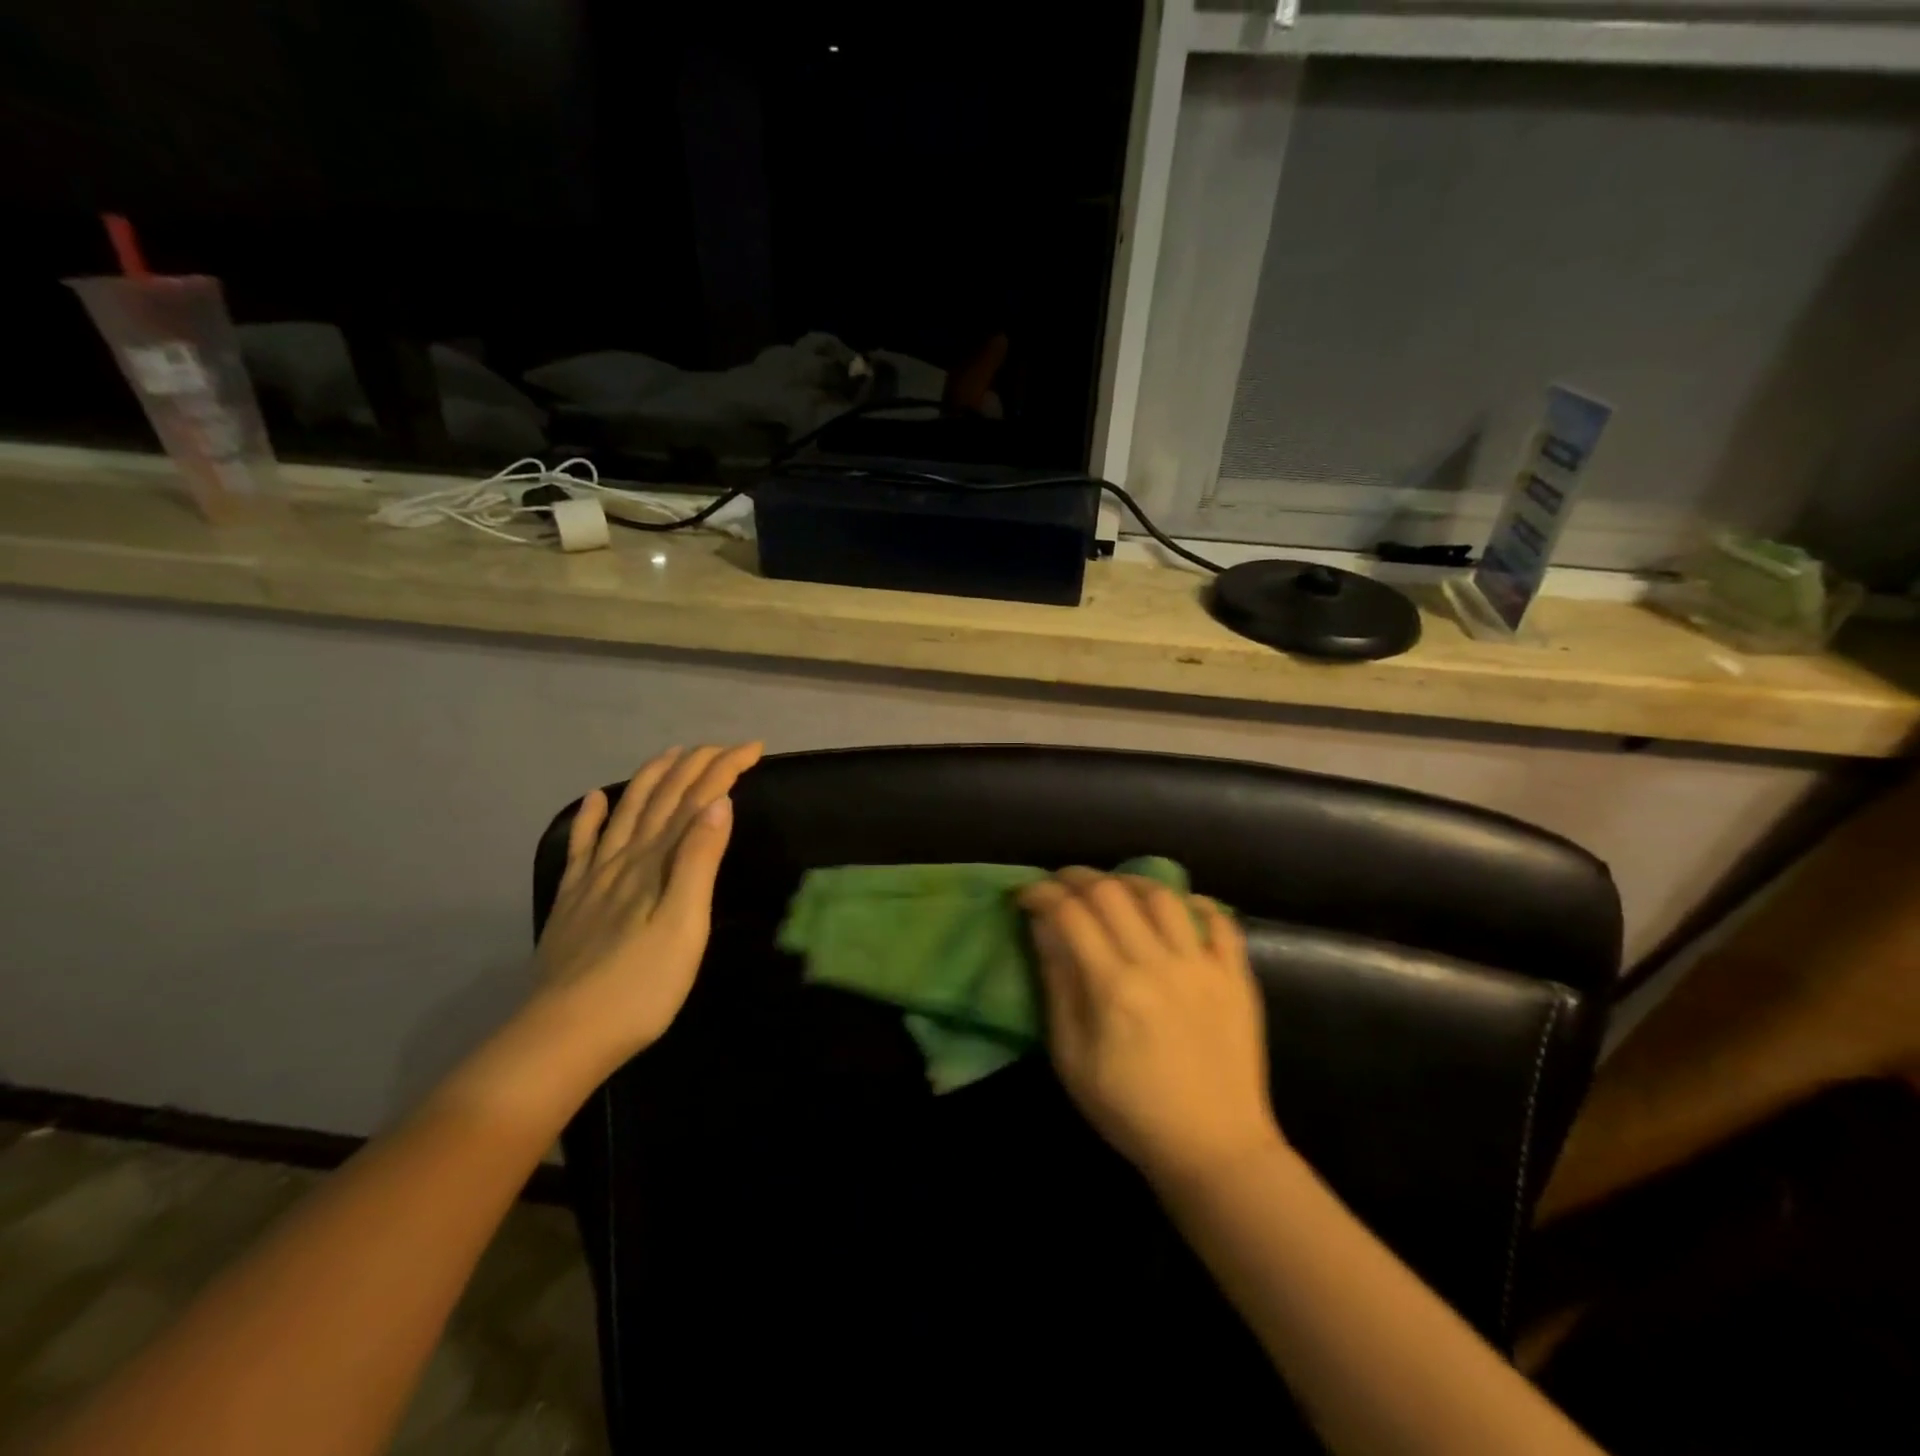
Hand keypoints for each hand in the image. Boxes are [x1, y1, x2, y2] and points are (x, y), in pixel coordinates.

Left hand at [532, 743, 762, 1064]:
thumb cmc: (642, 986)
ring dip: (652, 778)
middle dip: (695, 765)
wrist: (565, 1035)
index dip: (724, 768)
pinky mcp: (573, 900)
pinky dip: (590, 817)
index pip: (696, 800)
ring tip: (672, 754)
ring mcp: (594, 877)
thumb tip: (718, 803)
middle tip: (724, 746)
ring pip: (626, 812)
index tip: (754, 748)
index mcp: (657, 862)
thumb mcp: (685, 924)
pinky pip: (582, 846)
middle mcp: (625, 858)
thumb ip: (699, 861)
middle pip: (663, 798)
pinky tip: (594, 799)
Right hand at [1019, 868, 1280, 1189]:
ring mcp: (1203, 967)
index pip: (1070, 914)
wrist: (1215, 1150)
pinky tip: (1178, 906)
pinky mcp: (1236, 977)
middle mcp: (1159, 964)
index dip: (1041, 894)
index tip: (1026, 895)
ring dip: (1130, 881)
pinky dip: (1197, 904)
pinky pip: (1222, 921)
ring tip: (1113, 889)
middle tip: (1061, 885)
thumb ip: (1058, 988)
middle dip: (1077, 878)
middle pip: (1112, 892)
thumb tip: (1043, 929)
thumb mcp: (1073, 1060)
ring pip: (1163, 896)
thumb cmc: (1131, 1111)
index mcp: (1114, 987)